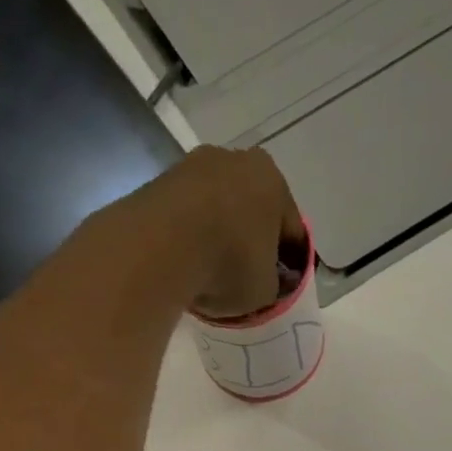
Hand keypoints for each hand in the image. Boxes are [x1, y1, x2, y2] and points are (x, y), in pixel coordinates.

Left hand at [141, 146, 303, 318]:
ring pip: (217, 208)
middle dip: (250, 241)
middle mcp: (236, 160)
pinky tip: (186, 262)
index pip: (291, 228)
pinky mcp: (161, 181)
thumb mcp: (266, 290)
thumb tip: (269, 280)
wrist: (161, 247)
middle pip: (251, 210)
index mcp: (273, 181)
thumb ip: (274, 283)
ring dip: (218, 235)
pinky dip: (190, 235)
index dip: (288, 260)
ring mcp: (194, 166)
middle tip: (245, 277)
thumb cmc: (229, 264)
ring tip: (211, 272)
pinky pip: (186, 214)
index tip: (279, 284)